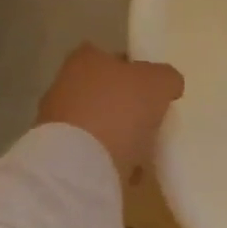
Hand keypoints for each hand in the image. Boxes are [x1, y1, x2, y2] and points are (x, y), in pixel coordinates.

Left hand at [37, 44, 184, 179]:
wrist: (82, 161)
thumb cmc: (120, 110)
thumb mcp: (159, 83)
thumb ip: (167, 77)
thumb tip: (168, 84)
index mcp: (87, 59)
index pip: (113, 57)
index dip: (135, 70)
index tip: (154, 88)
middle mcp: (65, 84)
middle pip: (104, 91)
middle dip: (125, 105)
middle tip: (152, 119)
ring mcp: (58, 120)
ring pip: (98, 123)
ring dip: (117, 135)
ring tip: (144, 151)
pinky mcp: (60, 153)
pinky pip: (92, 152)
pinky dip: (109, 159)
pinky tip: (128, 170)